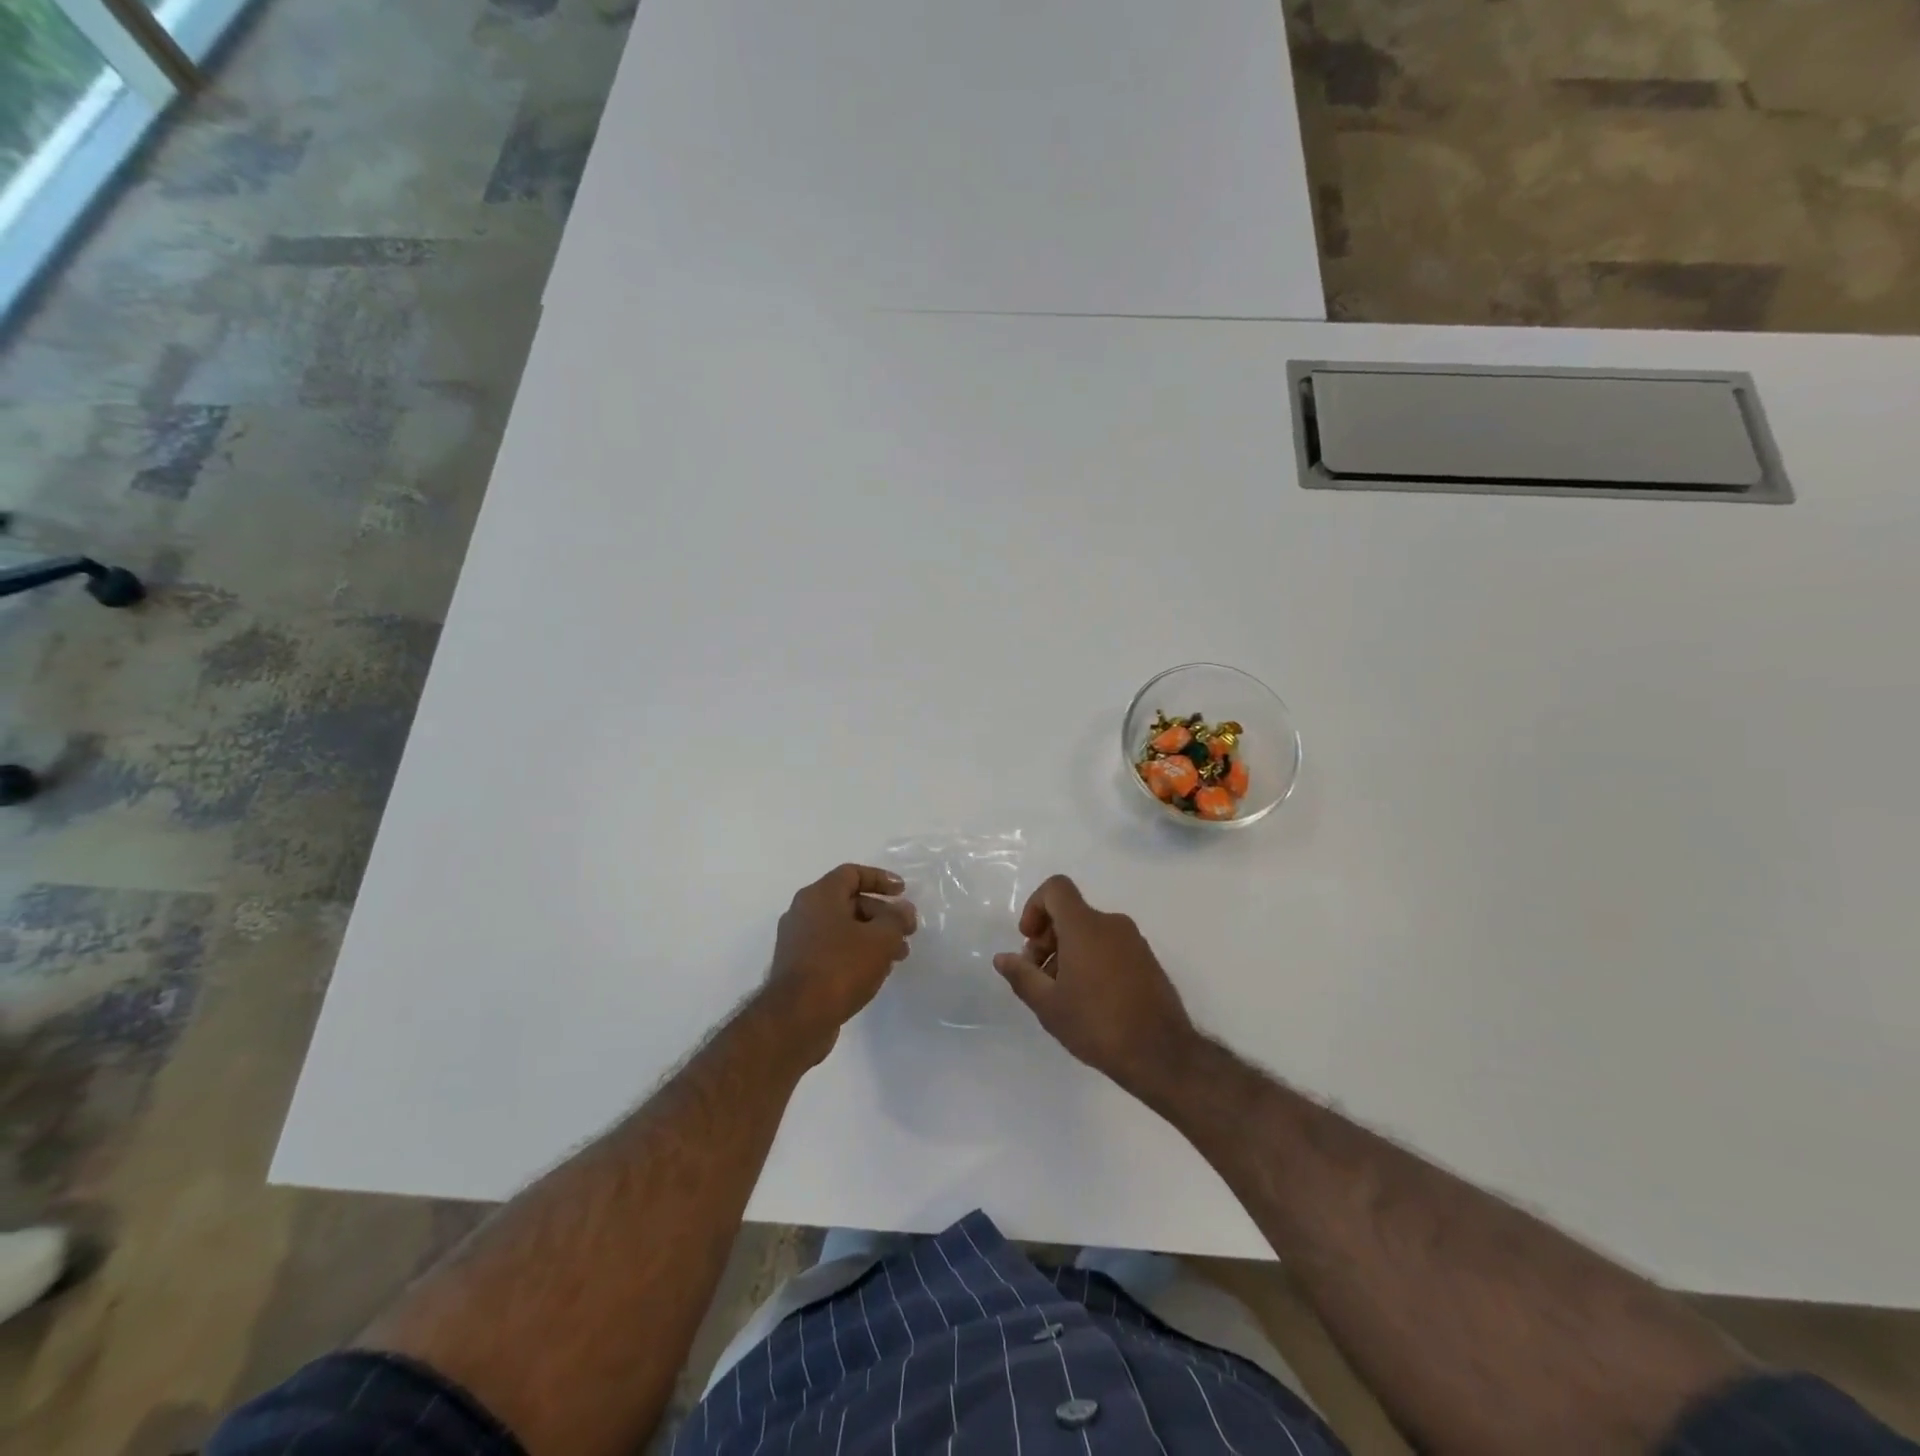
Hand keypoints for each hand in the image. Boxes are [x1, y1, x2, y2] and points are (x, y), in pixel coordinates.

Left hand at [766, 864, 915, 1063]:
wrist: (796, 1019)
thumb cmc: (840, 967)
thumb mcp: (881, 939)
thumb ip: (897, 919)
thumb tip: (903, 910)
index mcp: (819, 895)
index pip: (852, 873)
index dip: (880, 879)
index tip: (903, 892)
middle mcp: (803, 912)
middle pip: (849, 902)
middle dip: (882, 914)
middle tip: (906, 931)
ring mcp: (797, 941)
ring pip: (842, 929)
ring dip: (872, 937)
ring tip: (898, 956)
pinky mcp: (797, 968)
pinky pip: (832, 950)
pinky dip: (855, 953)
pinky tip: (875, 973)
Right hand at [993, 875, 1197, 1098]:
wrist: (1161, 1054)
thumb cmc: (1097, 1024)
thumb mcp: (1048, 1005)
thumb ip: (1021, 975)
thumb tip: (1003, 958)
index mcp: (1085, 926)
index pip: (1056, 888)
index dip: (1035, 906)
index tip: (1029, 940)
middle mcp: (1112, 924)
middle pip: (1071, 913)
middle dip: (1047, 938)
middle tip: (1039, 977)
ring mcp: (1134, 942)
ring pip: (1090, 932)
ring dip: (1068, 952)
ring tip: (1062, 994)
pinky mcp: (1148, 961)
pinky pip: (1110, 947)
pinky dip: (1092, 960)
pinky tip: (1089, 1000)